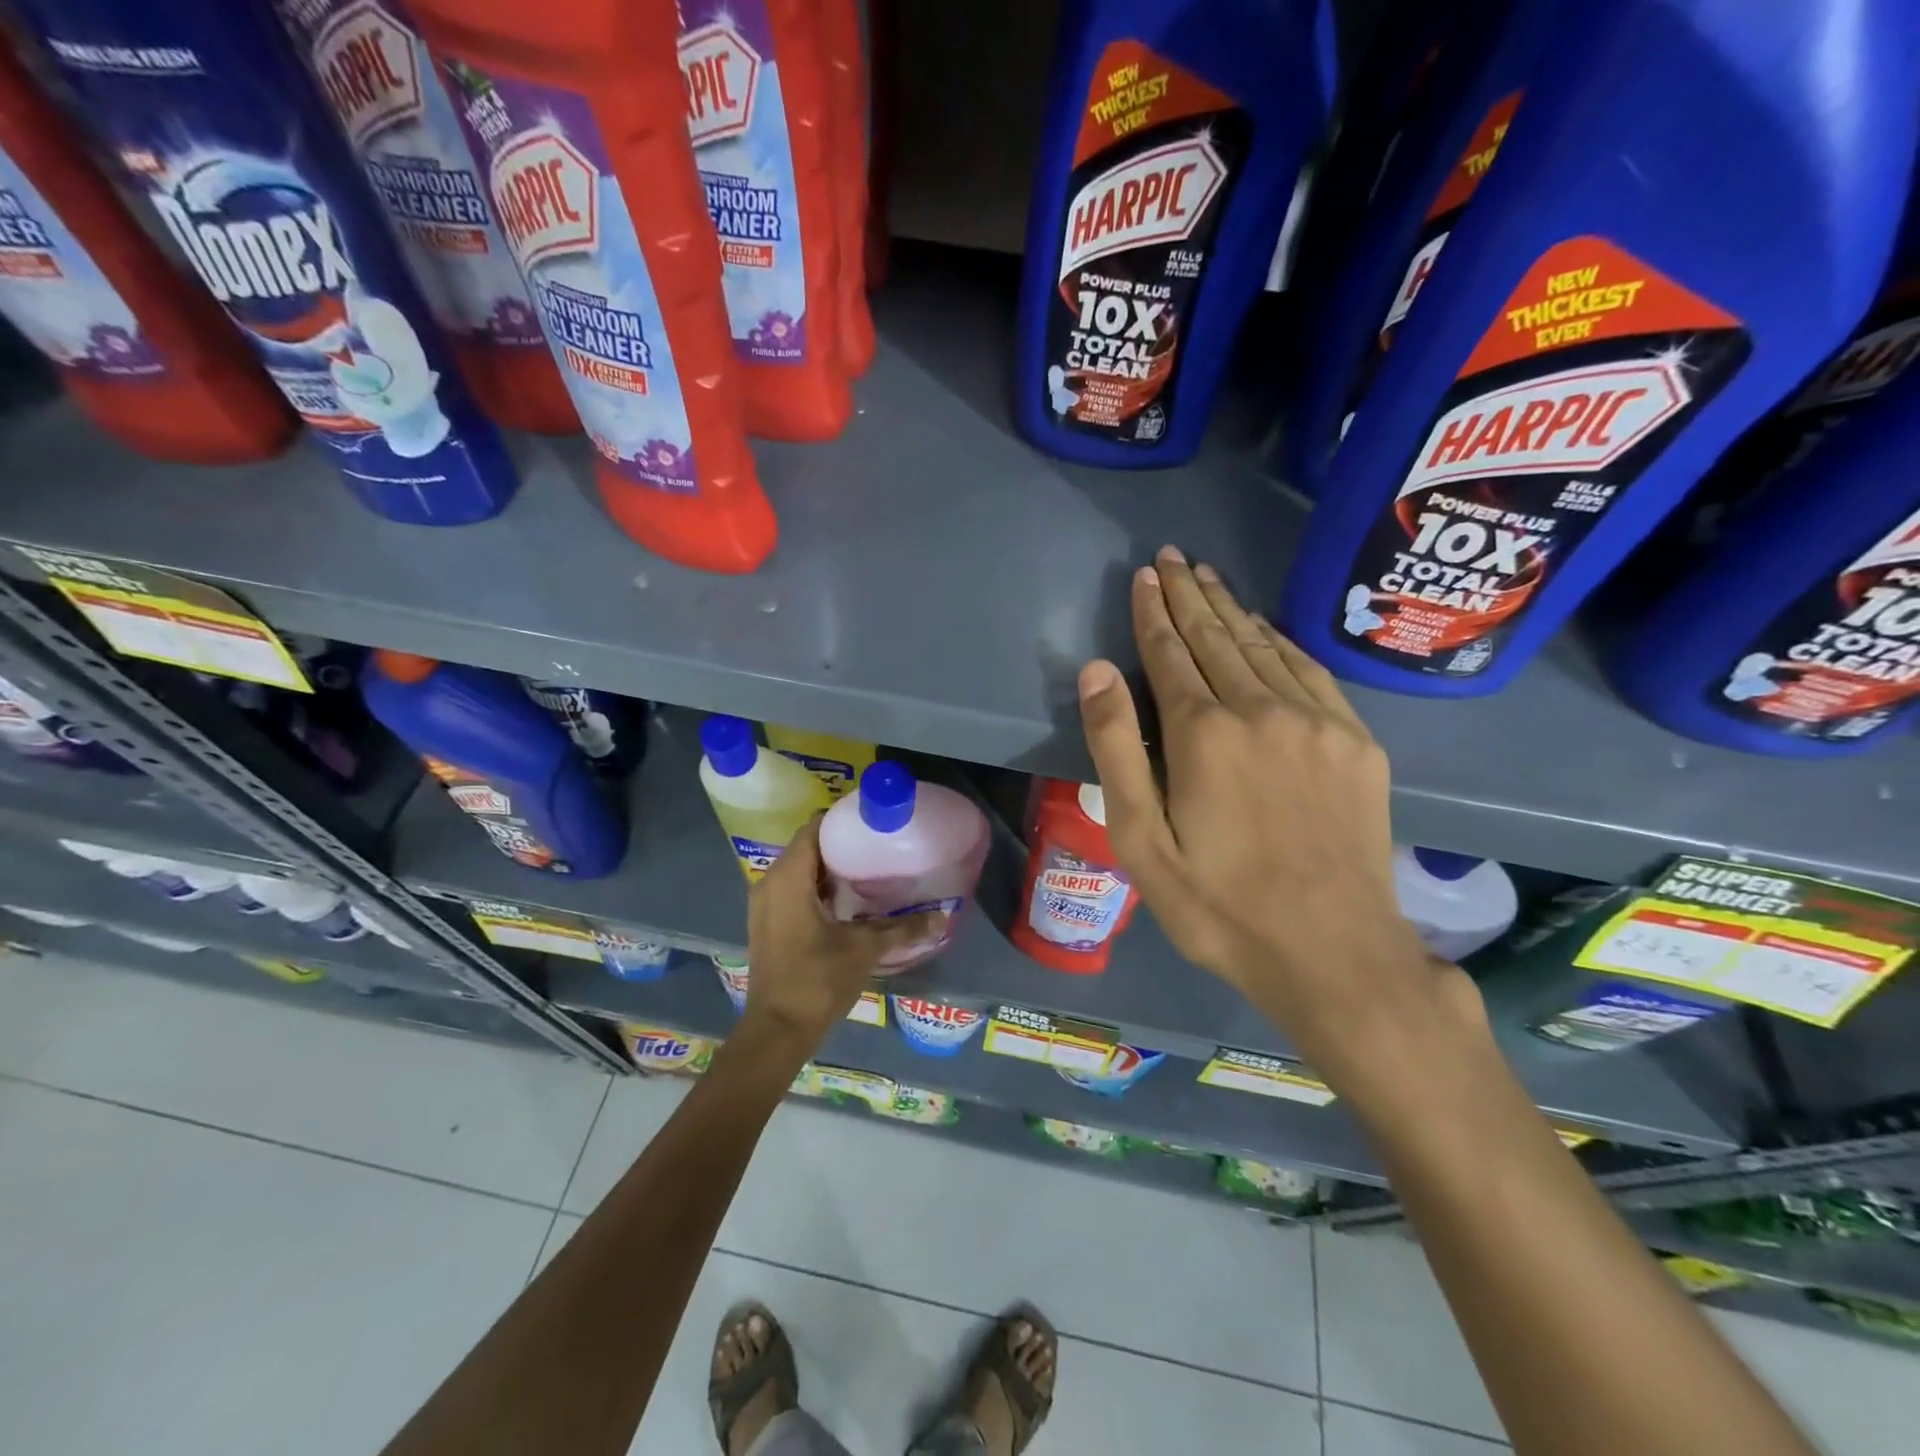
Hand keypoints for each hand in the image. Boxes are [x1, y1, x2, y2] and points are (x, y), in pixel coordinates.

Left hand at [741, 815, 938, 1049]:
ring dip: (829, 867)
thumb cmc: (817, 979)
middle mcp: (769, 883)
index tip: (873, 820)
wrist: (777, 1030)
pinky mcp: (768, 923)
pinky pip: (793, 889)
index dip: (842, 819)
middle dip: (840, 843)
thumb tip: (942, 916)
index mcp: (788, 878)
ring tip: (869, 867)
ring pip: (799, 870)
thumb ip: (903, 928)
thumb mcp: (864, 948)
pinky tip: (848, 899)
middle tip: (878, 843)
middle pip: (807, 847)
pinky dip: (817, 886)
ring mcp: (765, 905)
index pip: (813, 828)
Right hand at [1078, 546, 1463, 1073]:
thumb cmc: (1219, 906)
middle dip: (1190, 595)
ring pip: (1263, 646)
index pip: (1169, 654)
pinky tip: (1266, 628)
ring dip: (1231, 609)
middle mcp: (1262, 710)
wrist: (1334, 953)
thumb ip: (1115, 749)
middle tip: (1173, 556)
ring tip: (1208, 577)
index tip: (1145, 574)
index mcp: (1203, 734)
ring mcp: (1317, 722)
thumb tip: (1096, 671)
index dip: (1153, 612)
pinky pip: (1310, 671)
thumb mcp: (1141, 840)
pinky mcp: (1356, 741)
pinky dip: (1281, 641)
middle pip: (1217, 638)